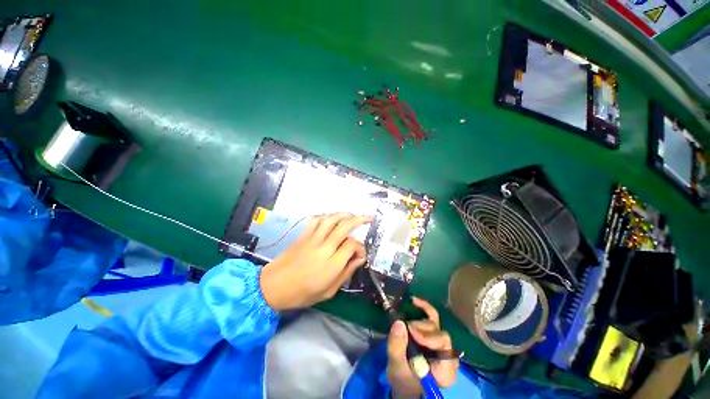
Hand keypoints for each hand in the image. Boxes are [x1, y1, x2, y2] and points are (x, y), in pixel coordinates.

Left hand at [259, 213, 370, 310]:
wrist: (273, 287)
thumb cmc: (302, 294)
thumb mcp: (329, 291)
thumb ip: (346, 273)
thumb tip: (360, 259)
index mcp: (332, 264)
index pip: (352, 245)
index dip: (360, 247)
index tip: (360, 254)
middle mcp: (324, 247)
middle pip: (345, 226)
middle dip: (359, 219)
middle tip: (369, 217)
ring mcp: (313, 239)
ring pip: (331, 219)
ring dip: (344, 214)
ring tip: (353, 215)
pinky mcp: (304, 235)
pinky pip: (317, 220)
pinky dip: (327, 215)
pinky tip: (332, 217)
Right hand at [386, 297, 458, 398]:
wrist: (405, 385)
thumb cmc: (403, 381)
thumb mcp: (397, 368)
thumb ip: (397, 348)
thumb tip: (399, 322)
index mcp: (445, 369)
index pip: (444, 344)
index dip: (428, 335)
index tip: (411, 332)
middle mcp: (448, 355)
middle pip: (438, 332)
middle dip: (420, 329)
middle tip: (405, 331)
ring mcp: (441, 344)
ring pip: (434, 323)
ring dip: (418, 322)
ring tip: (405, 328)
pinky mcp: (433, 336)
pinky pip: (432, 318)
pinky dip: (423, 308)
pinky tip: (414, 301)